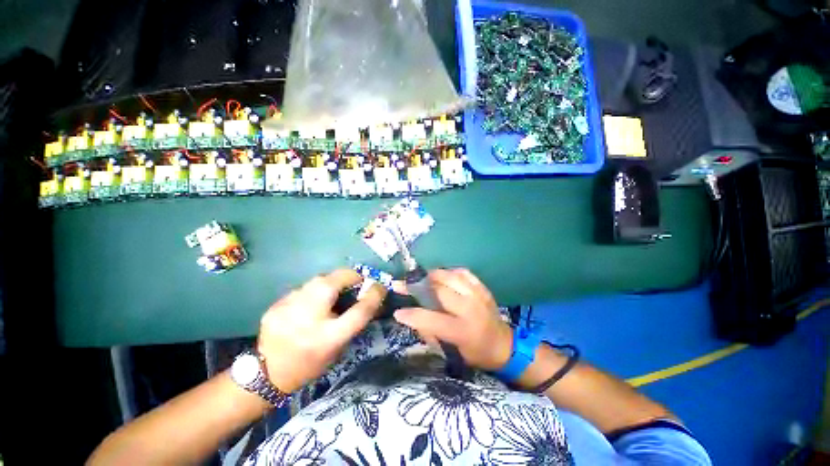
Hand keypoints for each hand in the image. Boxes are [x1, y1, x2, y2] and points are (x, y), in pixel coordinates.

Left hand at [257, 269, 385, 392]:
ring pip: (319, 280)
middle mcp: (309, 319)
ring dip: (331, 283)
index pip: (360, 310)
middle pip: (337, 280)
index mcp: (328, 337)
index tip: (380, 286)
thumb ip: (354, 320)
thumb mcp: (339, 346)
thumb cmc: (311, 363)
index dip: (374, 294)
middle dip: (350, 278)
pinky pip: (304, 289)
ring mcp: (288, 307)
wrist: (267, 375)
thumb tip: (370, 296)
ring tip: (332, 293)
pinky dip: (313, 292)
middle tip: (354, 285)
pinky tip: (309, 303)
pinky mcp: (276, 304)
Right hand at [393, 269, 512, 370]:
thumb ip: (431, 333)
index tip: (398, 312)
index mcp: (462, 331)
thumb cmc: (476, 353)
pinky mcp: (482, 287)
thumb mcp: (452, 352)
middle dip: (418, 286)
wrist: (504, 345)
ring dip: (432, 276)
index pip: (432, 319)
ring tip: (422, 279)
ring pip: (450, 276)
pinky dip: (450, 272)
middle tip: (405, 284)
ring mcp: (478, 295)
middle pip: (439, 290)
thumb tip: (414, 316)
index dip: (412, 315)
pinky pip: (462, 272)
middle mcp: (470, 309)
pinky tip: (443, 277)